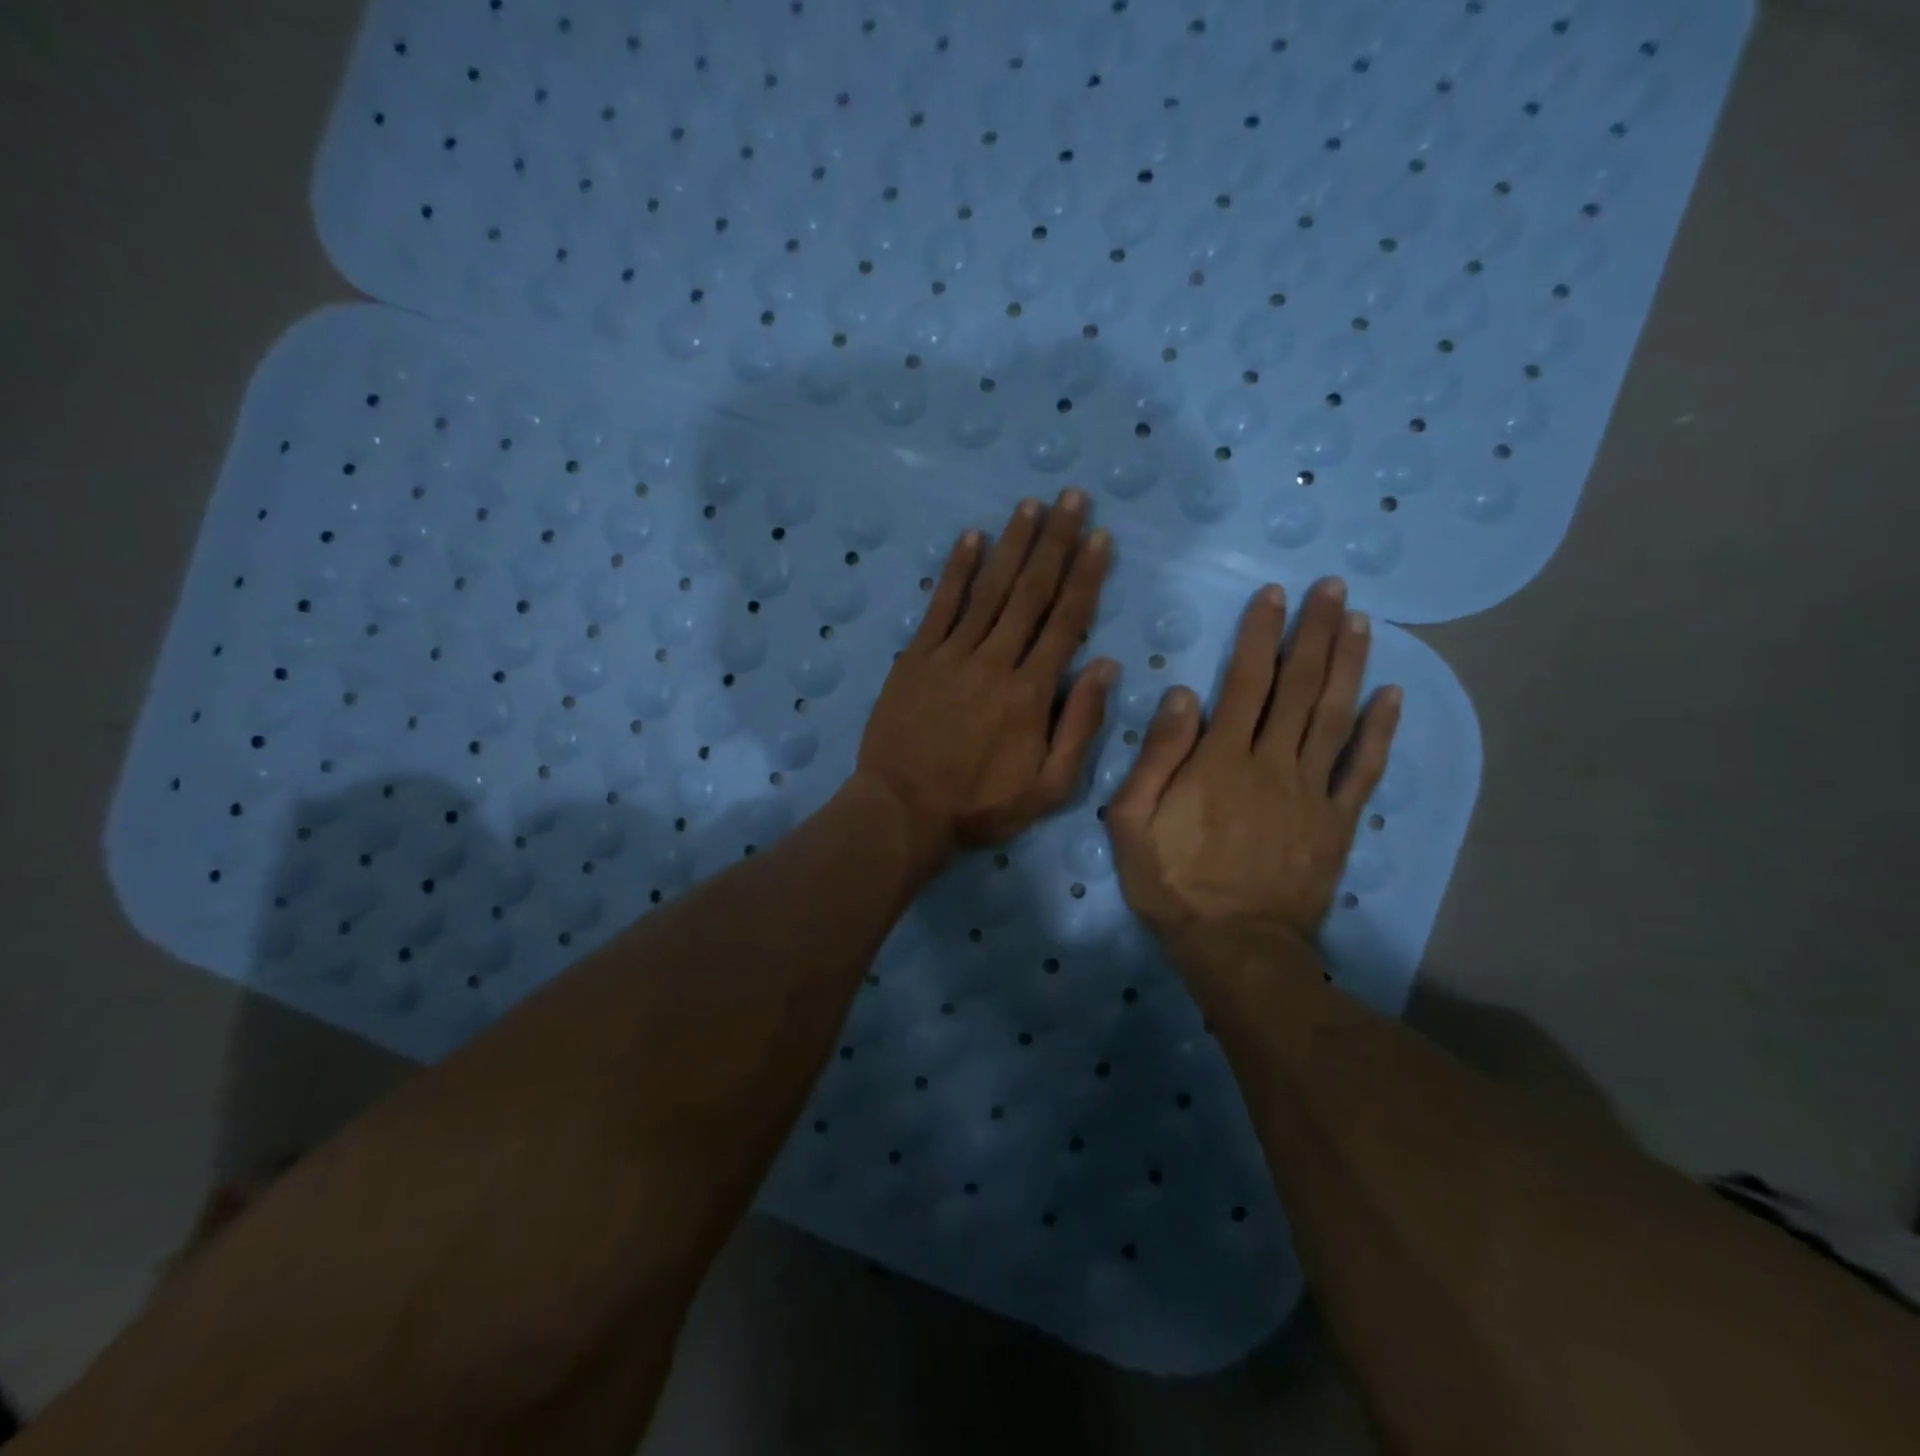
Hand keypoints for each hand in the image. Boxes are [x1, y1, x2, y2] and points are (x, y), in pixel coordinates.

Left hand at [855, 489, 1114, 861]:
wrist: (904, 810)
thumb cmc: (981, 805)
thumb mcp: (1049, 786)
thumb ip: (1080, 725)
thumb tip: (1105, 665)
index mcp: (1032, 692)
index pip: (1066, 621)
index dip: (1086, 575)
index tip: (1100, 536)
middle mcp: (995, 661)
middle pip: (1031, 592)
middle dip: (1055, 542)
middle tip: (1072, 498)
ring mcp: (951, 655)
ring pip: (989, 590)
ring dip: (1012, 544)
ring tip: (1031, 505)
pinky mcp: (916, 658)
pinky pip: (940, 606)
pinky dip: (956, 570)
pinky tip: (970, 538)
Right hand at [1108, 579, 1400, 972]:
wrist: (1235, 948)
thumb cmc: (1173, 883)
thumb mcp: (1132, 822)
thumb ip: (1156, 756)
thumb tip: (1182, 695)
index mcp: (1221, 760)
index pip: (1246, 682)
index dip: (1260, 634)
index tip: (1274, 595)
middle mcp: (1273, 763)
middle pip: (1299, 687)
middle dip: (1315, 632)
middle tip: (1333, 587)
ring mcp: (1312, 791)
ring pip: (1335, 715)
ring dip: (1350, 664)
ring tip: (1361, 621)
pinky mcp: (1337, 822)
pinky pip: (1364, 769)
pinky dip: (1380, 730)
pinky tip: (1392, 695)